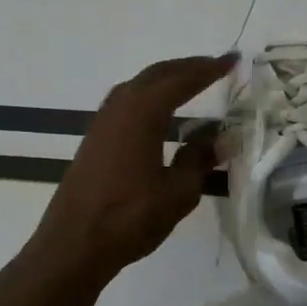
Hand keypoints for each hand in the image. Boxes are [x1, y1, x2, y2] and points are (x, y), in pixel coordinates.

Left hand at [27, 54, 232, 287]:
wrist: (74, 245)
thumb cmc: (129, 217)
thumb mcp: (178, 192)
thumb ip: (200, 160)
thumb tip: (221, 140)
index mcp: (142, 113)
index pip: (182, 80)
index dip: (209, 70)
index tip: (232, 60)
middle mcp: (119, 108)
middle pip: (156, 75)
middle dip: (186, 67)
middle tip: (214, 66)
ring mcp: (102, 122)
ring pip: (137, 87)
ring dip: (165, 80)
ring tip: (190, 83)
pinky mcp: (94, 140)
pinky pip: (126, 103)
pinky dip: (148, 97)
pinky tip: (159, 114)